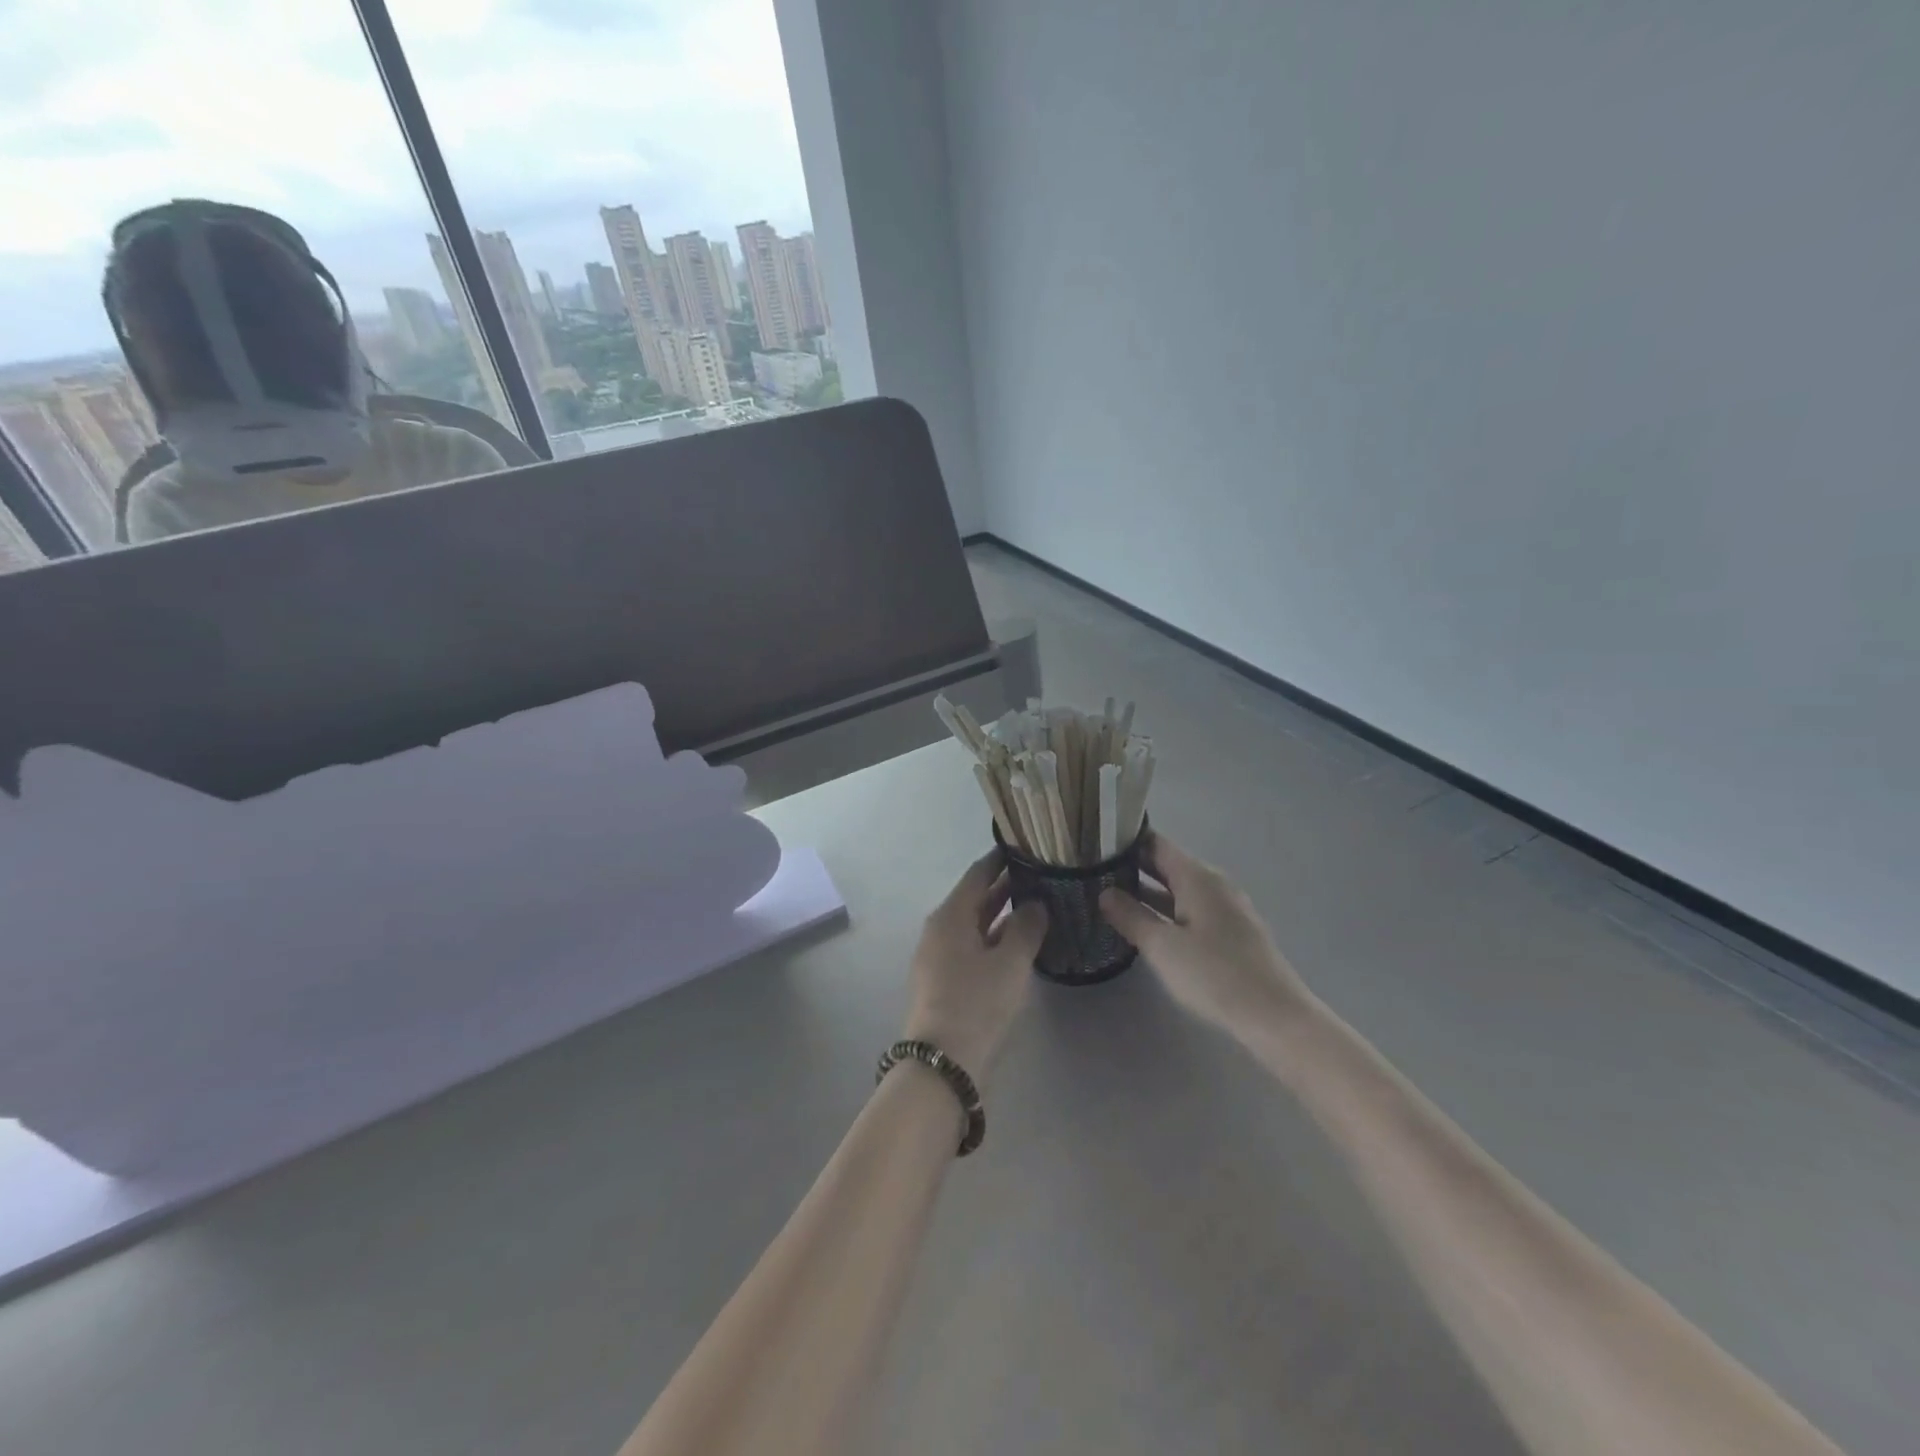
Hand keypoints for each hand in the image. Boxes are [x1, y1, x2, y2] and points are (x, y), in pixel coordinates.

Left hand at [902, 850, 1048, 1078]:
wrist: (944, 1063)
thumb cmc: (977, 1003)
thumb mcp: (1010, 962)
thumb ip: (1027, 927)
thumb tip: (1036, 904)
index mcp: (950, 915)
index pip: (978, 874)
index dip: (1001, 858)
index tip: (1027, 846)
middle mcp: (940, 929)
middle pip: (975, 898)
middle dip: (1006, 886)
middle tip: (1041, 875)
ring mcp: (940, 956)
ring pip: (976, 924)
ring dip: (1003, 914)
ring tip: (1038, 904)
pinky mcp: (945, 981)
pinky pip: (974, 946)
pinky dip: (996, 938)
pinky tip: (1021, 943)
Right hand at [1101, 832, 1318, 1041]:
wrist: (1274, 1016)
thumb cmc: (1214, 974)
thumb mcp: (1162, 946)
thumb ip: (1131, 916)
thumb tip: (1104, 893)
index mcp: (1197, 877)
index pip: (1155, 843)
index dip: (1125, 840)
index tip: (1094, 844)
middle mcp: (1213, 883)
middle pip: (1167, 864)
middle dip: (1132, 866)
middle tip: (1093, 870)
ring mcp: (1225, 907)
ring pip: (1178, 889)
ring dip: (1147, 891)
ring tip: (1110, 896)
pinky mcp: (1231, 931)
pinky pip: (1191, 908)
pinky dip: (1166, 909)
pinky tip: (1147, 925)